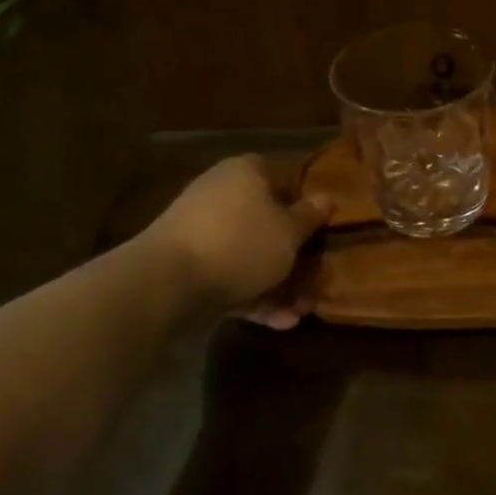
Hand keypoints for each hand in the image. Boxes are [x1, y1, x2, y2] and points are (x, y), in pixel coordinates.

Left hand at [138, 155, 329, 327]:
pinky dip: (254, 297)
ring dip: (278, 282)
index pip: (284, 178)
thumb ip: (310, 217)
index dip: (307, 203)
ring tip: (303, 309)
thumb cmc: (241, 243)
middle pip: (267, 220)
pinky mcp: (189, 266)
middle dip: (293, 251)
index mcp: (246, 172)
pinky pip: (231, 277)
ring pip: (250, 253)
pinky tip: (280, 322)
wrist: (169, 283)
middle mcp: (221, 194)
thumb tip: (326, 199)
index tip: (325, 228)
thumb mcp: (290, 232)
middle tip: (317, 274)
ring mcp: (202, 231)